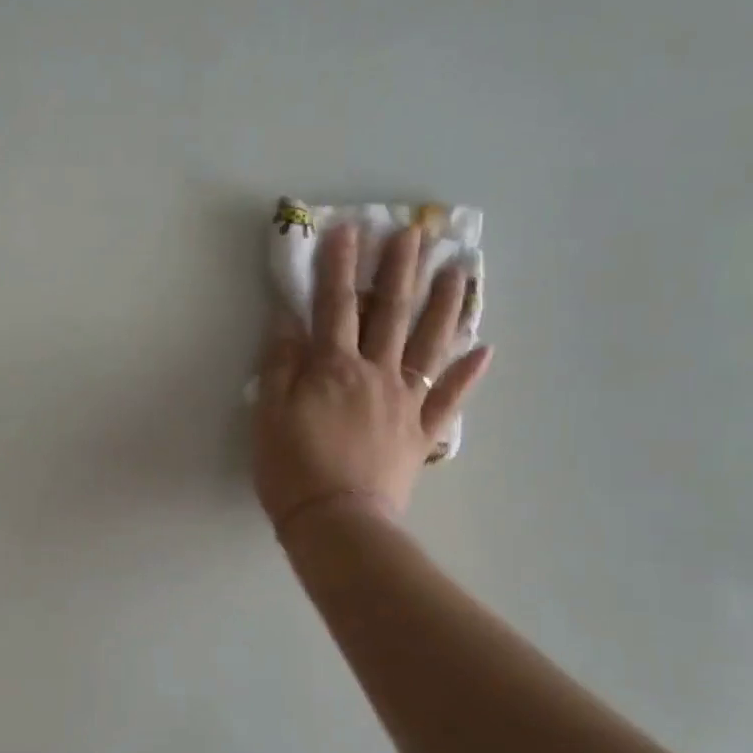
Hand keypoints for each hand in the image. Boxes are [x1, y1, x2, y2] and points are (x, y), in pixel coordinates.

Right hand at [253, 223, 491, 533]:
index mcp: (333, 368)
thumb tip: (288, 320)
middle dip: (399, 270)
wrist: (337, 523)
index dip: (339, 266)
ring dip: (444, 306)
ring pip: (429, 345)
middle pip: (389, 314)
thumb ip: (280, 364)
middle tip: (414, 233)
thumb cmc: (292, 468)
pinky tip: (484, 349)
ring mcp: (405, 403)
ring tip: (459, 271)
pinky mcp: (420, 433)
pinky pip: (449, 399)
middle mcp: (376, 374)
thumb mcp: (268, 413)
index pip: (334, 305)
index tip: (348, 228)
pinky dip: (467, 374)